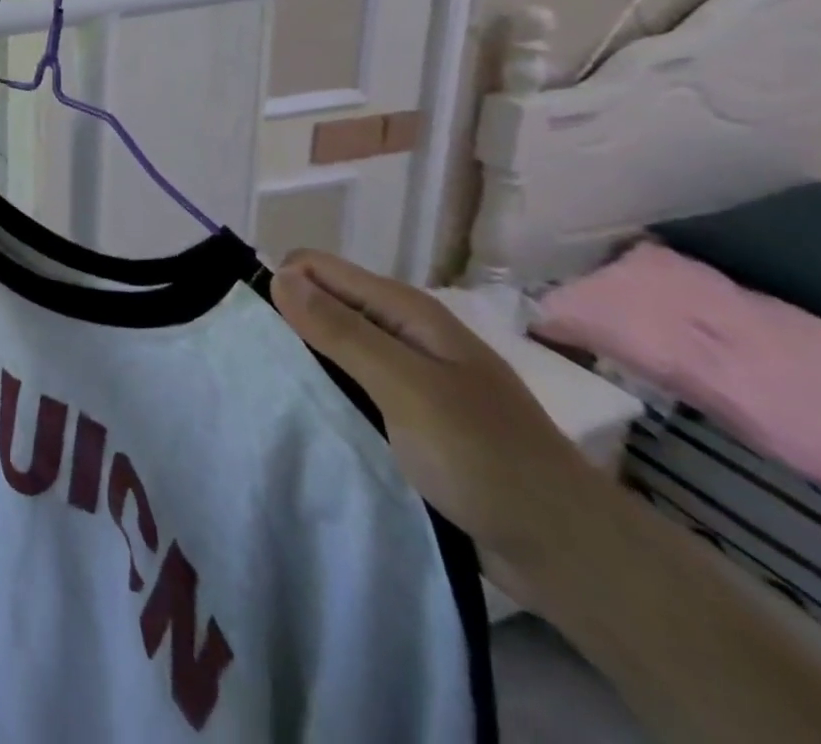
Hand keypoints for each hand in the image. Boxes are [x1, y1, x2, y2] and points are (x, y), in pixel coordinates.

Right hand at [271, 251, 604, 594]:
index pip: (316, 268)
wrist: (568, 553)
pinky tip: (306, 414)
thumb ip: (341, 330)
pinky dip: (325, 392)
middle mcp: (402, 332)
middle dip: (287, 322)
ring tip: (268, 387)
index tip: (252, 326)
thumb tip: (279, 274)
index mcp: (405, 310)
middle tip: (254, 362)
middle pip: (323, 304)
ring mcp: (407, 375)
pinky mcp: (407, 415)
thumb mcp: (406, 387)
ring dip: (303, 360)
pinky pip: (350, 386)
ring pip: (333, 347)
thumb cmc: (485, 458)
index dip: (281, 285)